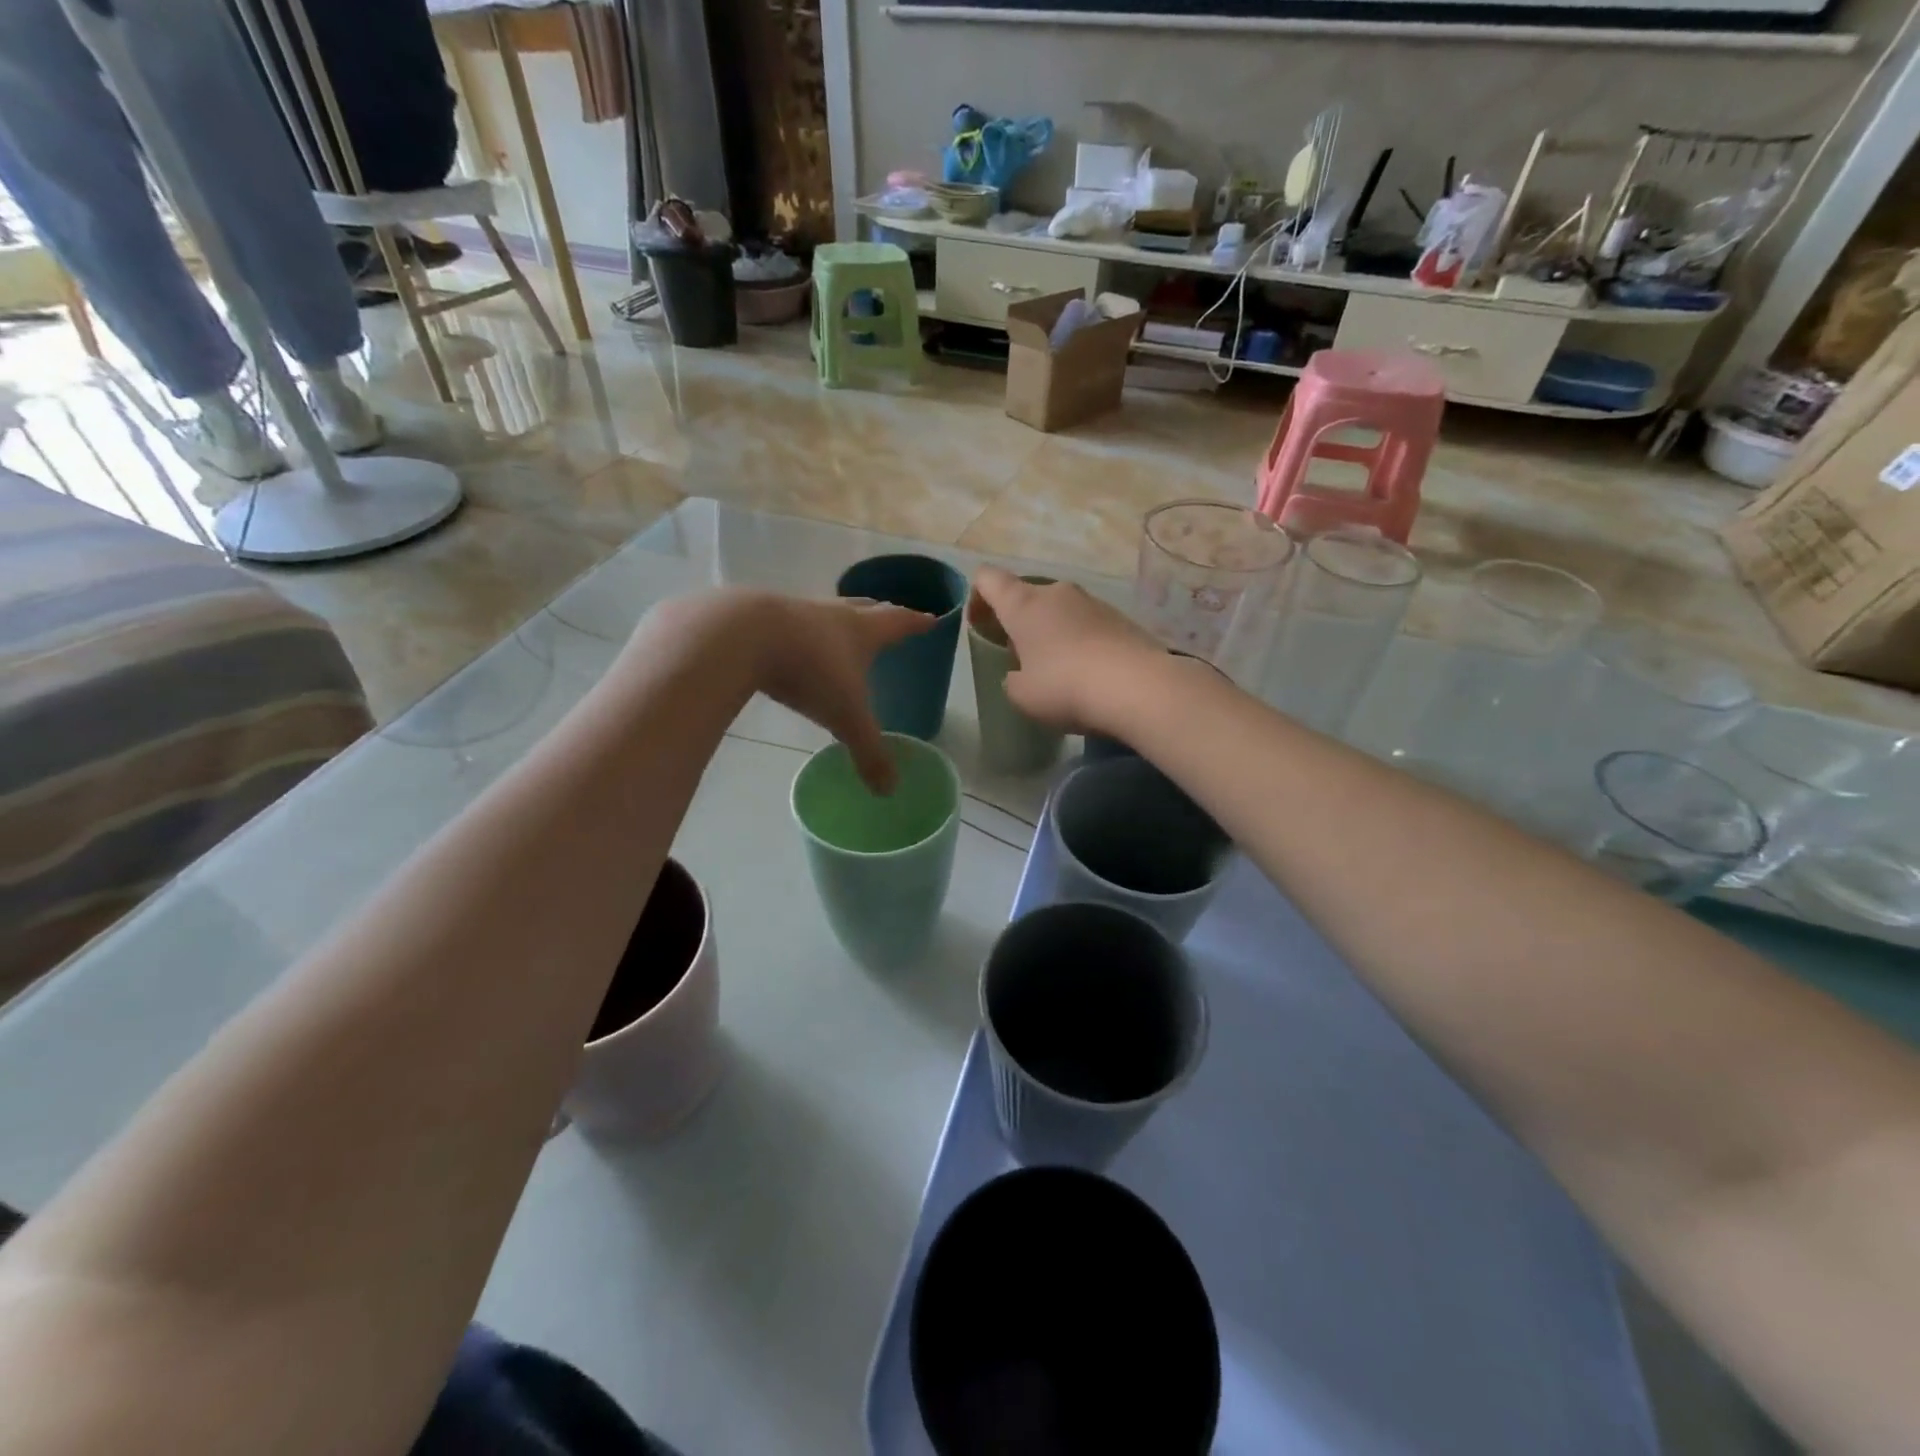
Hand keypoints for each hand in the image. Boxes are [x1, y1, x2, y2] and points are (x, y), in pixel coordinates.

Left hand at [749, 593, 932, 792]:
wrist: (743, 635)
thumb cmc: (810, 670)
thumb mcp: (845, 716)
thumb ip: (868, 753)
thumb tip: (889, 790)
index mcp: (862, 631)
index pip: (899, 623)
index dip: (917, 623)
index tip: (932, 619)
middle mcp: (834, 614)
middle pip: (865, 608)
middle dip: (882, 613)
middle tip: (892, 615)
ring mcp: (796, 611)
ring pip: (827, 611)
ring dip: (839, 619)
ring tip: (843, 630)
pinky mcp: (762, 617)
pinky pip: (790, 622)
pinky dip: (800, 631)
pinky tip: (793, 644)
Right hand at [971, 567, 1163, 733]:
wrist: (1138, 688)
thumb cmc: (1065, 687)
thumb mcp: (1022, 695)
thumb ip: (1013, 679)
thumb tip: (1023, 673)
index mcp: (1024, 604)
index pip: (989, 579)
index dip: (978, 597)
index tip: (980, 625)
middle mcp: (1058, 592)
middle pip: (1028, 595)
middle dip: (1020, 621)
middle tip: (1020, 656)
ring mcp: (1094, 602)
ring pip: (1061, 610)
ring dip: (1053, 632)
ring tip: (1058, 669)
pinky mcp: (1122, 618)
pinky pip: (1090, 625)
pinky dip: (1082, 642)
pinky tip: (1089, 674)